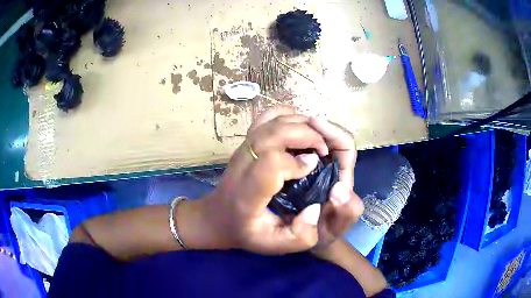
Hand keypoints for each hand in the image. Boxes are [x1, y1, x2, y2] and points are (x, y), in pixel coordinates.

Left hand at [201, 107, 362, 253]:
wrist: (218, 216)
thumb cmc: (246, 232)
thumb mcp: (274, 246)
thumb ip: (301, 235)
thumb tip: (316, 207)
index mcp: (247, 195)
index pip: (271, 163)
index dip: (297, 161)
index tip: (314, 165)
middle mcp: (242, 164)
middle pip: (274, 132)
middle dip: (306, 134)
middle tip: (324, 149)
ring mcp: (243, 148)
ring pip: (273, 120)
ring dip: (302, 123)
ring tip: (318, 139)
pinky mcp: (246, 141)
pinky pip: (268, 116)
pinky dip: (289, 115)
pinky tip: (302, 128)